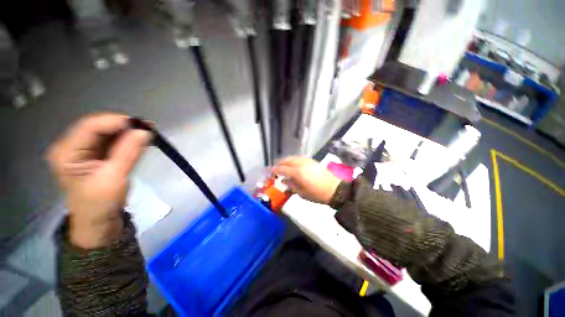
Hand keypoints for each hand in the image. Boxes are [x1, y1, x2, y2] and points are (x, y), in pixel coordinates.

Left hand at [47, 113, 151, 248]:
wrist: (99, 220)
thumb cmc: (100, 203)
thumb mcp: (114, 178)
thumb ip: (128, 153)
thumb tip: (144, 131)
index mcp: (67, 152)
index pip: (90, 126)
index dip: (116, 122)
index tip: (142, 125)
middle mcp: (72, 146)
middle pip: (99, 127)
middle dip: (124, 126)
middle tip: (149, 127)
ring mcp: (84, 150)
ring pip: (107, 132)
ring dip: (128, 132)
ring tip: (149, 132)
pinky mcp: (96, 154)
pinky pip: (112, 141)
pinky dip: (128, 139)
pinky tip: (141, 140)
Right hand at [273, 156, 341, 204]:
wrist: (335, 189)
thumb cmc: (317, 194)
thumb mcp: (302, 193)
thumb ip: (291, 185)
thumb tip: (284, 180)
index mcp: (297, 173)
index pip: (283, 169)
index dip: (275, 170)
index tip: (269, 170)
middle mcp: (301, 164)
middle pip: (287, 161)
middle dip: (280, 163)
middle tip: (275, 167)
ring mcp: (307, 161)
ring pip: (293, 158)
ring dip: (286, 160)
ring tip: (282, 164)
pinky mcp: (312, 161)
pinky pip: (299, 158)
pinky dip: (294, 159)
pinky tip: (293, 163)